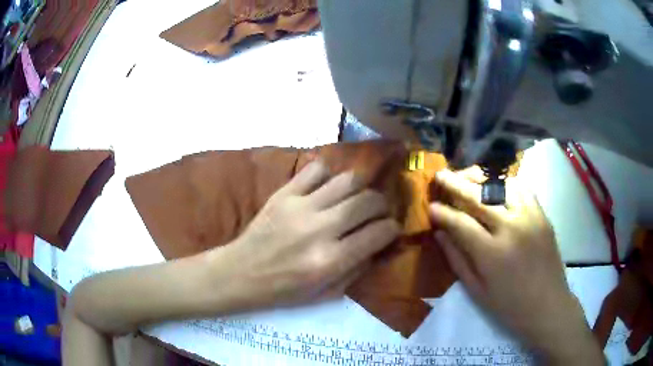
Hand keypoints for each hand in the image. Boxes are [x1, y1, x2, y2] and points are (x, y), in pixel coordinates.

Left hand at [216, 161, 399, 308]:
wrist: (241, 273)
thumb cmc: (283, 290)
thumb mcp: (325, 293)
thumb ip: (356, 269)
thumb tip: (378, 243)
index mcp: (331, 261)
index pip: (378, 233)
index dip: (392, 228)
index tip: (391, 228)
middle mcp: (319, 230)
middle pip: (367, 201)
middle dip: (382, 204)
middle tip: (379, 209)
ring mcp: (300, 207)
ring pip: (346, 180)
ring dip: (361, 186)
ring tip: (358, 194)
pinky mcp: (283, 194)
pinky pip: (315, 170)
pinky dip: (328, 173)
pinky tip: (327, 186)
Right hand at [430, 170, 603, 364]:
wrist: (548, 305)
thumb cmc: (509, 305)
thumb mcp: (477, 290)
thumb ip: (457, 259)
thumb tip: (439, 233)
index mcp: (492, 253)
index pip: (461, 223)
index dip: (442, 213)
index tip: (430, 206)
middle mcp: (512, 228)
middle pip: (479, 197)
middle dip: (455, 184)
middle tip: (440, 175)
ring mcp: (530, 217)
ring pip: (501, 186)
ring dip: (480, 178)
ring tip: (466, 176)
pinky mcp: (542, 214)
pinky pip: (522, 188)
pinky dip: (505, 182)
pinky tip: (496, 185)